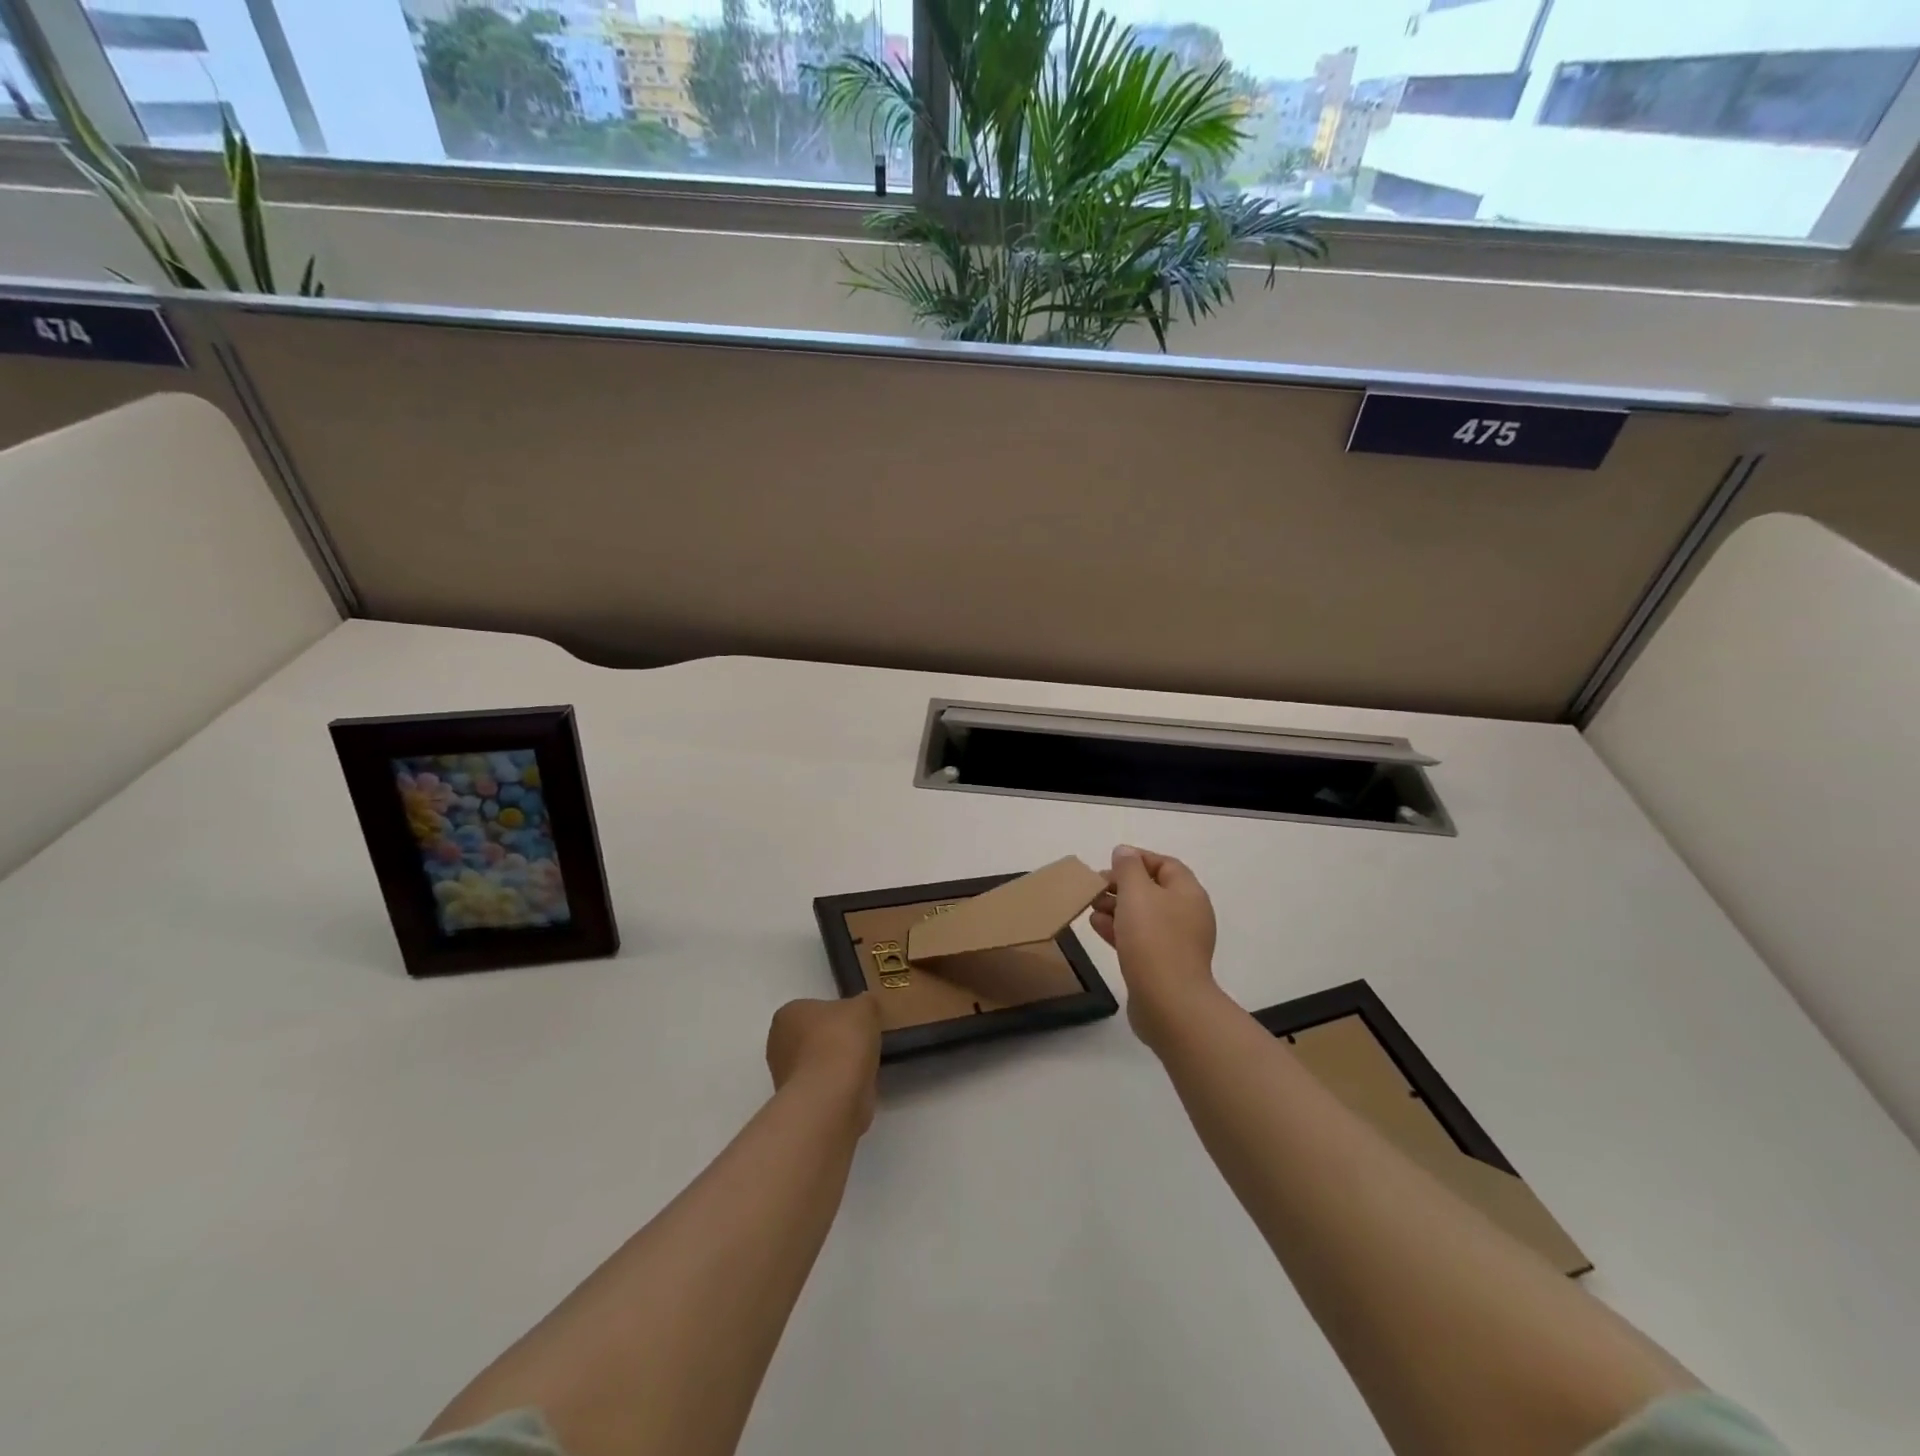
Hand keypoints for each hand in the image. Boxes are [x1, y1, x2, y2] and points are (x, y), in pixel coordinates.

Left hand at [766, 996, 882, 1132]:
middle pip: (812, 1038)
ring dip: (835, 1066)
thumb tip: (865, 1006)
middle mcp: (778, 1044)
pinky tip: (856, 1087)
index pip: (812, 1009)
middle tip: (861, 1043)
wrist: (832, 1096)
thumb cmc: (841, 1040)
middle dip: (833, 1041)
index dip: (836, 1015)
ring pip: (817, 1065)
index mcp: (787, 1014)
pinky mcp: (798, 1104)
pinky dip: (838, 1088)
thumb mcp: (865, 1007)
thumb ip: (865, 1003)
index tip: (855, 1022)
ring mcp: (784, 1078)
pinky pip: (823, 1088)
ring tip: (862, 1067)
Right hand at [1091, 845, 1219, 1046]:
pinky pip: (1140, 939)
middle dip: (1121, 885)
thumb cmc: (1153, 939)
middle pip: (1152, 890)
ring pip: (1143, 916)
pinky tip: (1097, 927)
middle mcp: (1188, 914)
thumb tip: (1124, 853)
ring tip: (1090, 906)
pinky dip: (1119, 930)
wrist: (1169, 1003)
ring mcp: (1177, 942)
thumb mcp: (1136, 892)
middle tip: (1095, 887)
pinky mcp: (1163, 965)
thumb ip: (1128, 868)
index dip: (1137, 859)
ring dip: (1116, 908)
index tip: (1109, 863)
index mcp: (1188, 893)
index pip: (1165, 864)